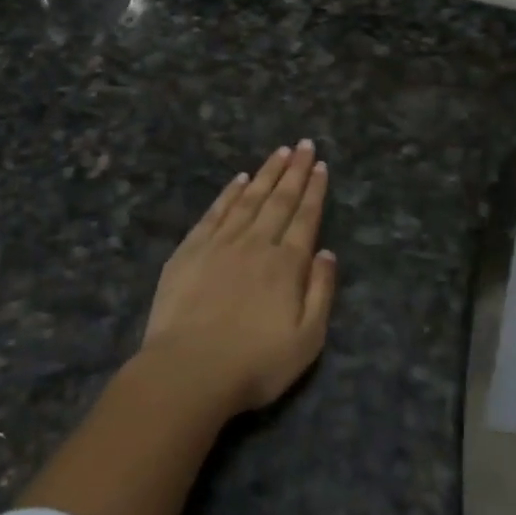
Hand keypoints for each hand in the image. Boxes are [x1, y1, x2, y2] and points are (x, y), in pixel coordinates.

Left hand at [140, 140, 338, 413]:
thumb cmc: (254, 363)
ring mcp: (221, 243)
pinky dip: (229, 192)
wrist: (188, 370)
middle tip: (304, 144)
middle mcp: (256, 243)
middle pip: (280, 199)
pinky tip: (239, 179)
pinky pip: (216, 211)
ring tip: (280, 152)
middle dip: (295, 170)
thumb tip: (327, 252)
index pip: (305, 217)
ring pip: (249, 198)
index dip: (315, 190)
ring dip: (266, 173)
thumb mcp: (307, 340)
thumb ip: (321, 292)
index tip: (320, 165)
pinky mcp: (191, 249)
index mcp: (287, 264)